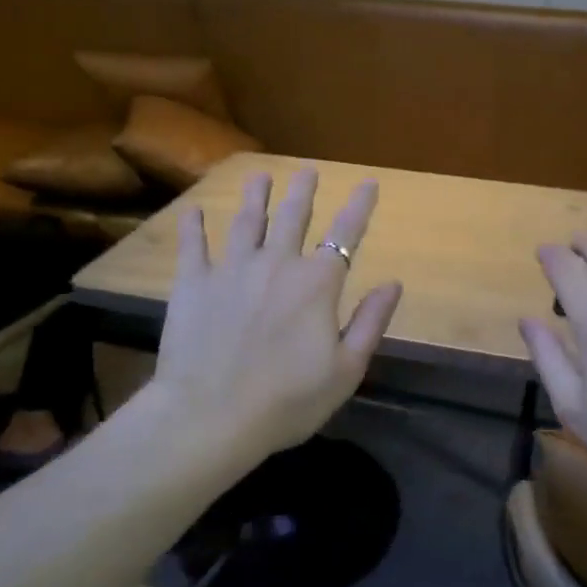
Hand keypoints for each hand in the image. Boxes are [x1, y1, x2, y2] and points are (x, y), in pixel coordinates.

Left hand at [148, 169, 402, 463]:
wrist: (210, 416)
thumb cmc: (287, 400)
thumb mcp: (346, 370)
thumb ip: (371, 322)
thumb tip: (393, 283)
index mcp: (317, 284)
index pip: (345, 235)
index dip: (359, 206)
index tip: (368, 183)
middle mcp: (276, 264)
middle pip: (292, 217)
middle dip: (303, 191)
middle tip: (307, 170)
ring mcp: (231, 270)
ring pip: (246, 221)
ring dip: (255, 196)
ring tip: (260, 175)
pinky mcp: (192, 284)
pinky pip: (193, 246)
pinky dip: (193, 227)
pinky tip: (193, 211)